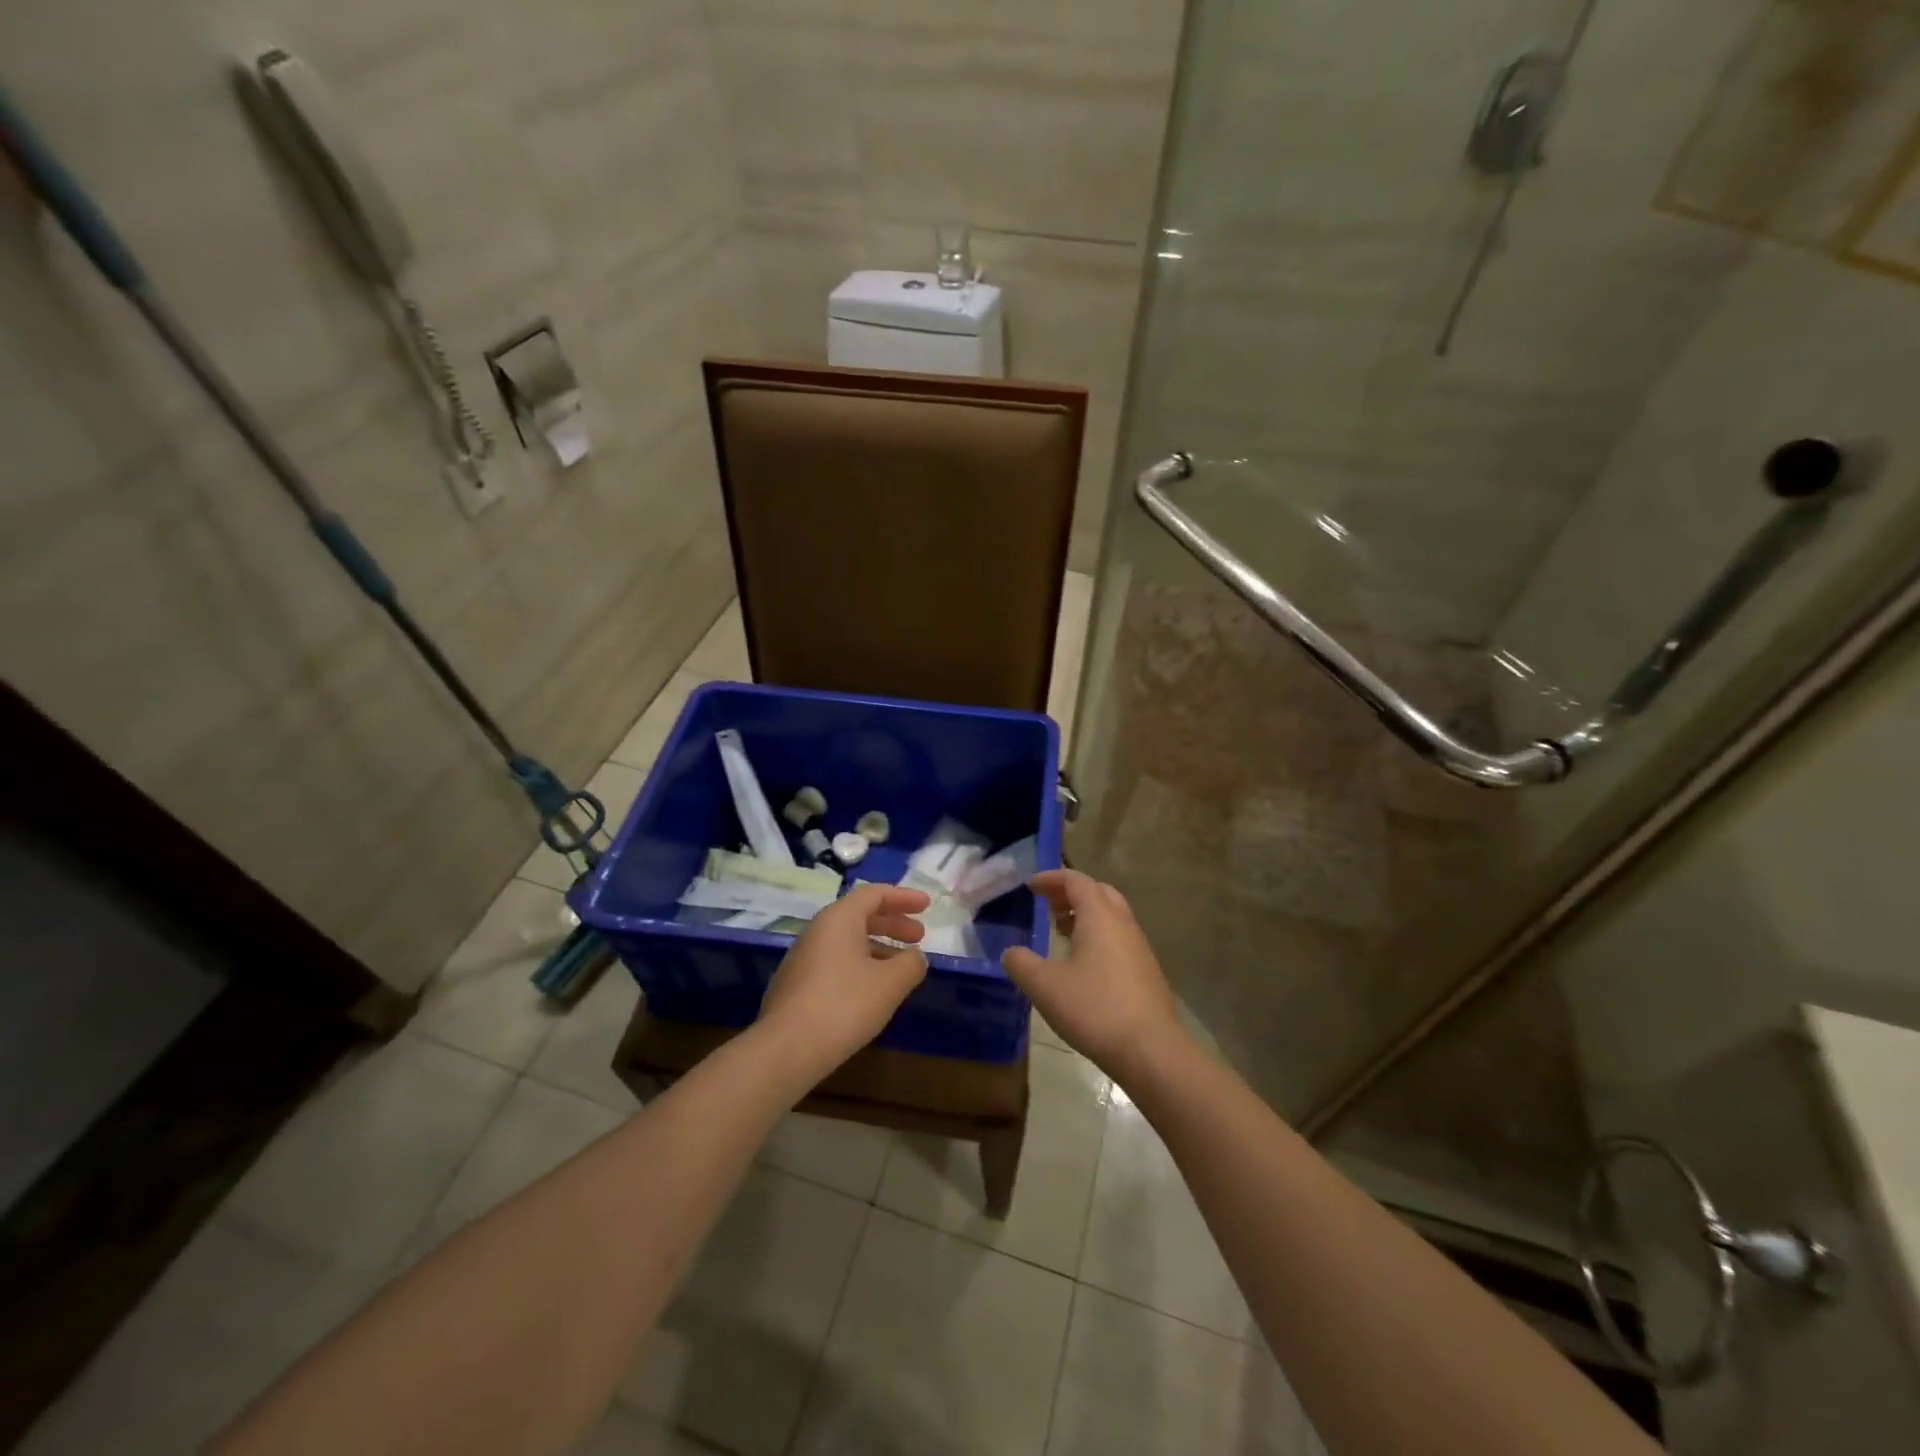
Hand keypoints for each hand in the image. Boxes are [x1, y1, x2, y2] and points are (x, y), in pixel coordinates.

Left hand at [758, 883, 930, 1076]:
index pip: (874, 894)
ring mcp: (802, 958)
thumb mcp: (890, 983)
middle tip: (919, 937)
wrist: (786, 1049)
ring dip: (878, 947)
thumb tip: (916, 957)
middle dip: (892, 924)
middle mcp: (817, 930)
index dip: (904, 898)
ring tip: (900, 968)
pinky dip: (859, 965)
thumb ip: (911, 964)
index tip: (927, 906)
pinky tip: (871, 991)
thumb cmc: (845, 1005)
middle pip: (860, 915)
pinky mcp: (795, 984)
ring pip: (847, 941)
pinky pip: (834, 962)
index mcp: (839, 918)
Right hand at [1001, 869, 1184, 1082]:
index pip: (1076, 880)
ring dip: (1086, 916)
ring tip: (1061, 932)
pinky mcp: (1146, 973)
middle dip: (1071, 893)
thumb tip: (1010, 952)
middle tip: (1047, 906)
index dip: (1052, 878)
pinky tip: (1083, 965)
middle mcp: (1123, 924)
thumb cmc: (1095, 1009)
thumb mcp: (1045, 986)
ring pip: (1111, 917)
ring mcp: (1139, 948)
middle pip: (1098, 892)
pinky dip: (1098, 937)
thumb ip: (1021, 964)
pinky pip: (1119, 939)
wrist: (1151, 1051)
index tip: (1030, 886)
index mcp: (1100, 916)